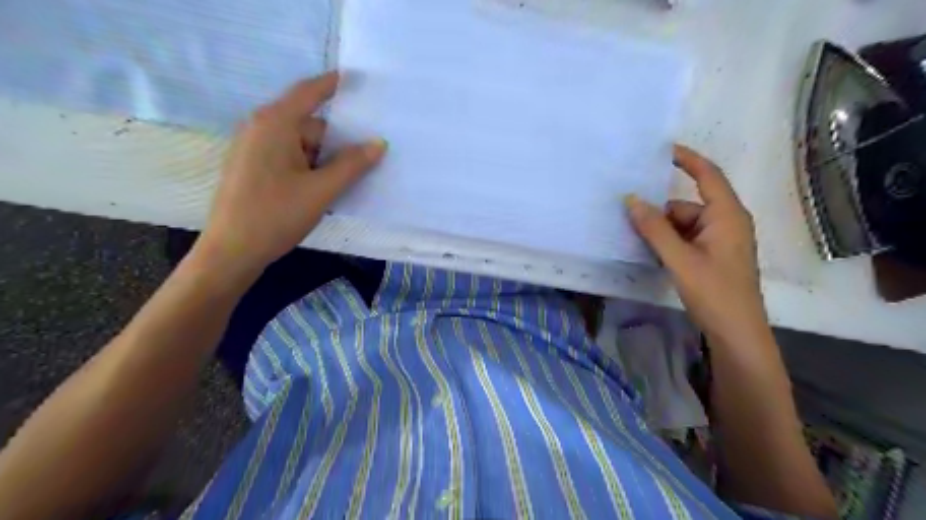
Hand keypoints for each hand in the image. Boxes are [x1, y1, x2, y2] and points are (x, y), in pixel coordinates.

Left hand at [194, 71, 385, 279]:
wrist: (232, 251)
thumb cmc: (276, 215)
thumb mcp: (322, 190)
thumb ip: (352, 164)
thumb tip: (379, 143)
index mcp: (274, 124)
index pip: (309, 93)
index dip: (333, 85)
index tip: (355, 78)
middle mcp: (260, 128)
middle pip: (309, 125)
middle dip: (334, 143)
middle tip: (361, 163)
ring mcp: (253, 148)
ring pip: (300, 145)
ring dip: (322, 161)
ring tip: (337, 187)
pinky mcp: (252, 166)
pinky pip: (288, 157)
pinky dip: (308, 168)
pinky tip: (317, 192)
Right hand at [626, 147, 770, 346]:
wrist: (737, 333)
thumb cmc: (714, 292)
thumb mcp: (679, 259)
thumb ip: (654, 229)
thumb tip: (631, 199)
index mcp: (727, 215)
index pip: (708, 174)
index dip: (686, 159)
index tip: (661, 150)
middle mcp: (726, 222)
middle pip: (687, 205)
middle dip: (660, 213)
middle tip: (630, 221)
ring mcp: (720, 240)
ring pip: (683, 224)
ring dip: (662, 232)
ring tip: (638, 244)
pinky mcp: (714, 256)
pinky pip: (687, 239)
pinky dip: (669, 244)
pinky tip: (653, 256)